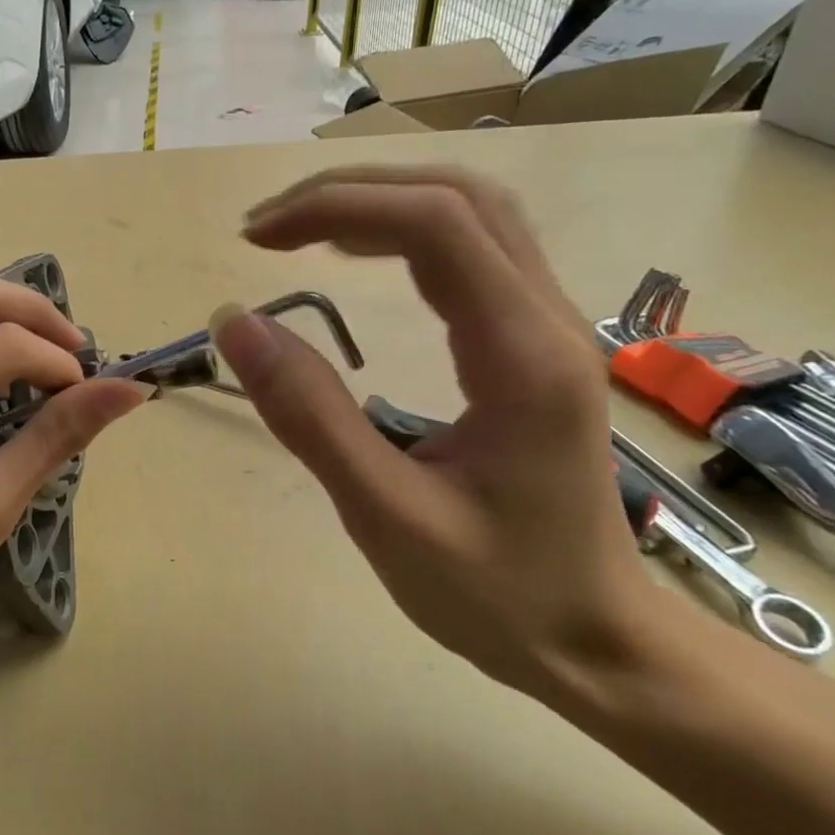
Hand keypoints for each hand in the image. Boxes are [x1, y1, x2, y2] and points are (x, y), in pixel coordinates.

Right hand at [211, 166, 654, 699]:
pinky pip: (472, 249)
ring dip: (377, 202)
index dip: (335, 208)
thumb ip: (309, 414)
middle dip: (350, 192)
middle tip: (266, 229)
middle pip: (457, 195)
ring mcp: (548, 326)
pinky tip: (355, 256)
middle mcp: (546, 320)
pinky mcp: (532, 342)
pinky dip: (402, 231)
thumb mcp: (385, 514)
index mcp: (520, 356)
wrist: (599, 642)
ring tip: (297, 232)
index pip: (434, 224)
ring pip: (471, 212)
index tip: (255, 241)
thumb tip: (235, 322)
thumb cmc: (496, 592)